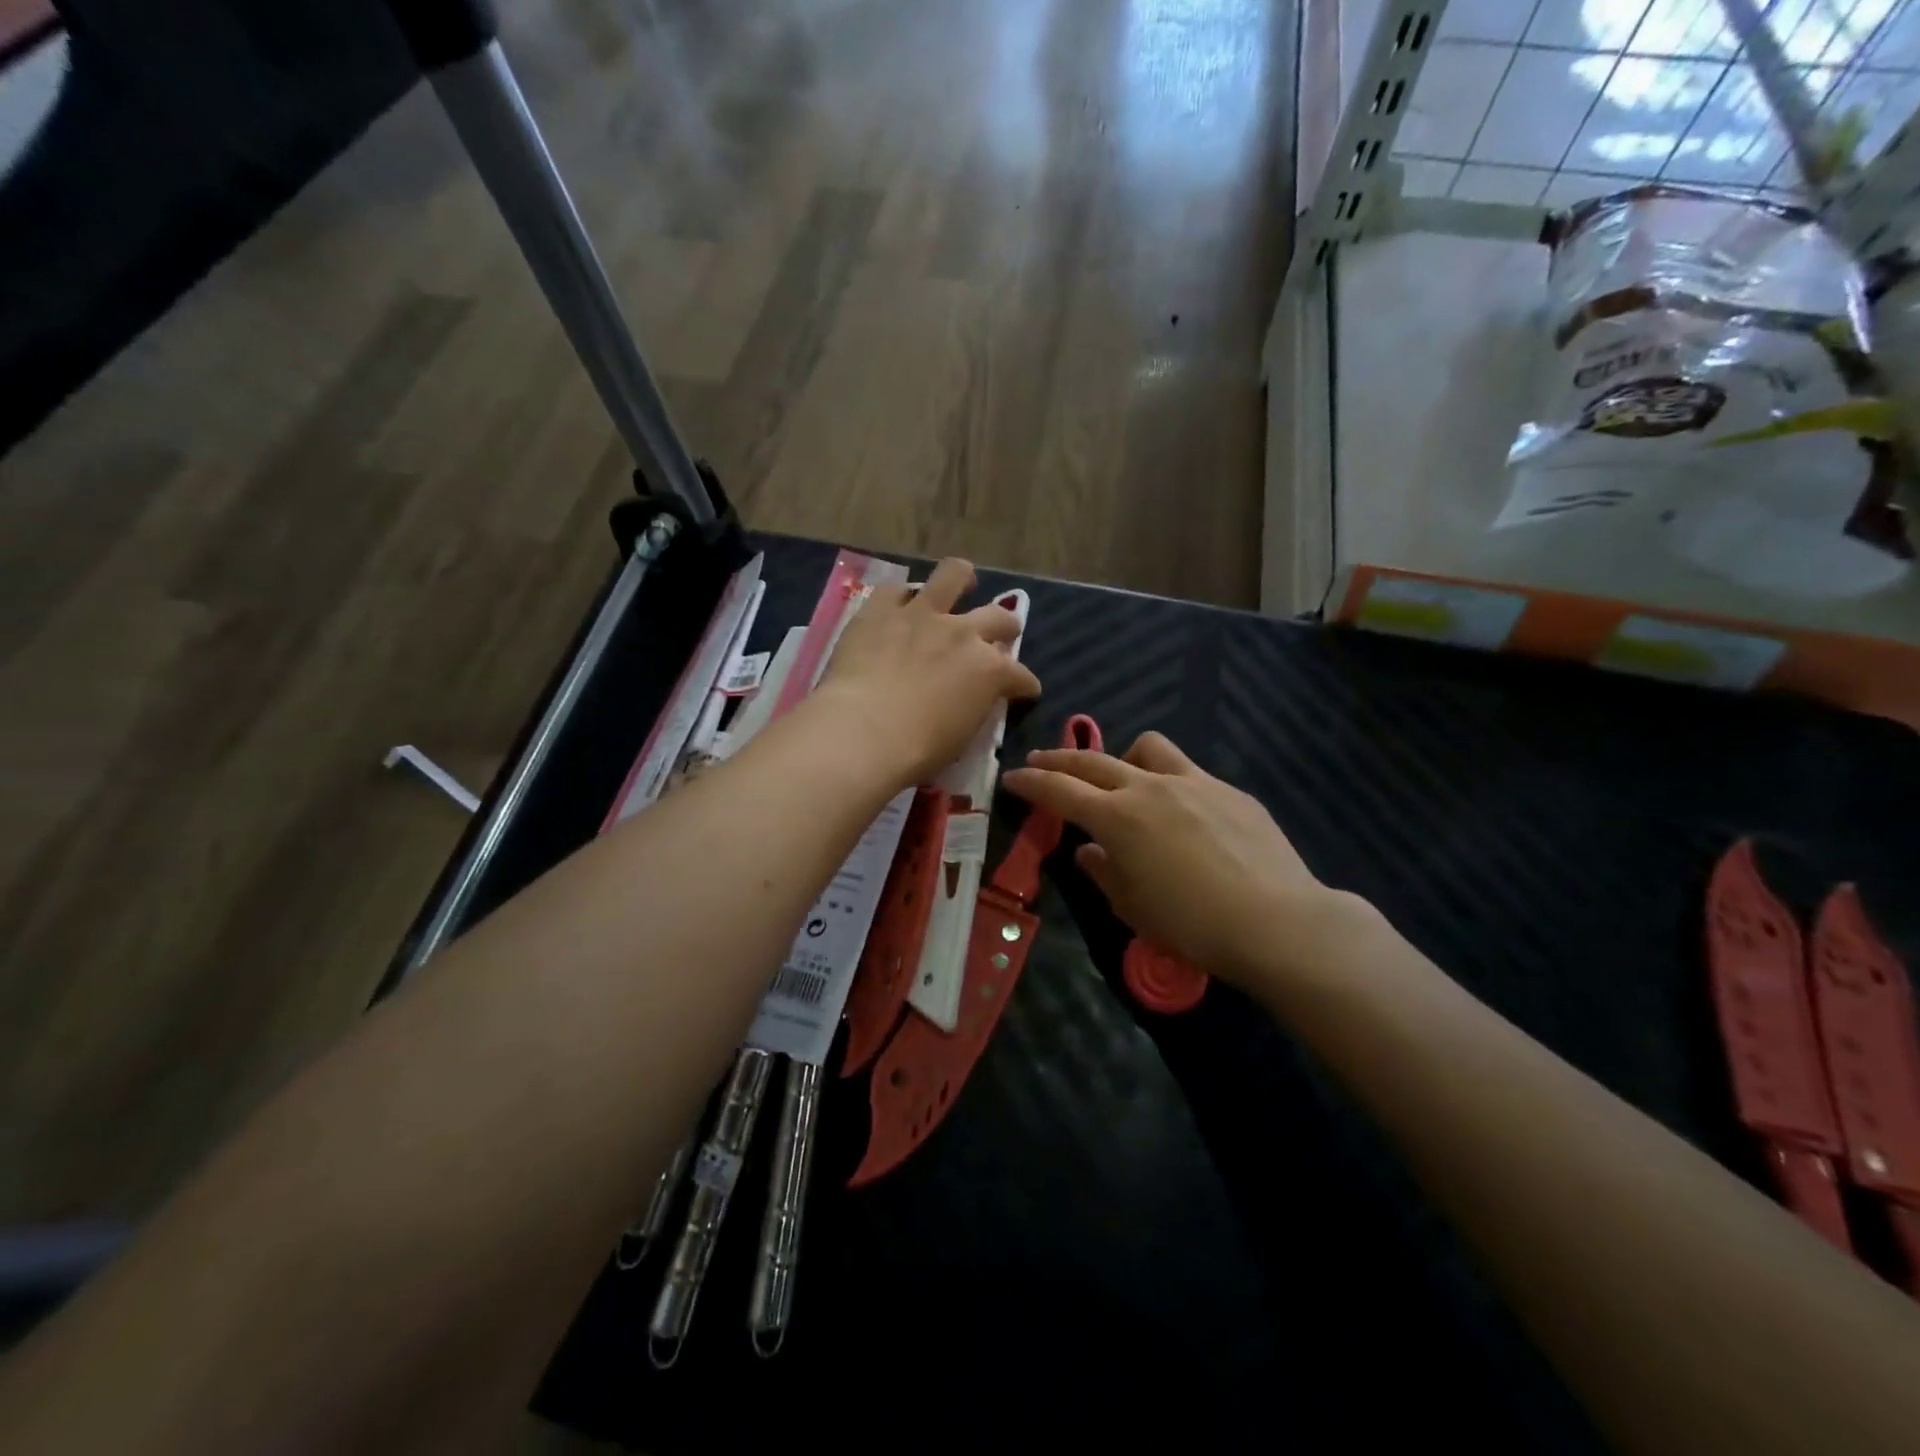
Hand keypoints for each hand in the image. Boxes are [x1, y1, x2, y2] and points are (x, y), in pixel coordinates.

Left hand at [812, 558, 1041, 788]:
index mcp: (990, 672)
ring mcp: (922, 615)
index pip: (1020, 676)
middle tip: (1000, 634)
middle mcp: (964, 633)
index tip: (1023, 691)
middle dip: (1006, 627)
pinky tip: (899, 605)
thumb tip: (972, 701)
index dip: (1024, 685)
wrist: (864, 733)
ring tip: (962, 581)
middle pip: (999, 617)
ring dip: (962, 579)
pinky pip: (894, 590)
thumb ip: (973, 708)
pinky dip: (900, 598)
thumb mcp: (963, 737)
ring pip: (953, 575)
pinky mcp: (880, 610)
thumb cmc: (918, 751)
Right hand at [1002, 732, 1351, 986]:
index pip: (1060, 790)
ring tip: (1122, 779)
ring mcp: (1194, 782)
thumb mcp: (1133, 908)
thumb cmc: (1193, 925)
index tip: (1012, 776)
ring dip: (1123, 758)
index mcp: (1118, 818)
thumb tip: (1090, 851)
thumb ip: (1104, 873)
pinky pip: (1188, 772)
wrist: (1277, 921)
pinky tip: (1182, 813)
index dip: (1031, 782)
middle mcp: (1150, 788)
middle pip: (1094, 761)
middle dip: (1060, 760)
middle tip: (1042, 761)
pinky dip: (1169, 783)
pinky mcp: (1229, 790)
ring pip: (1147, 748)